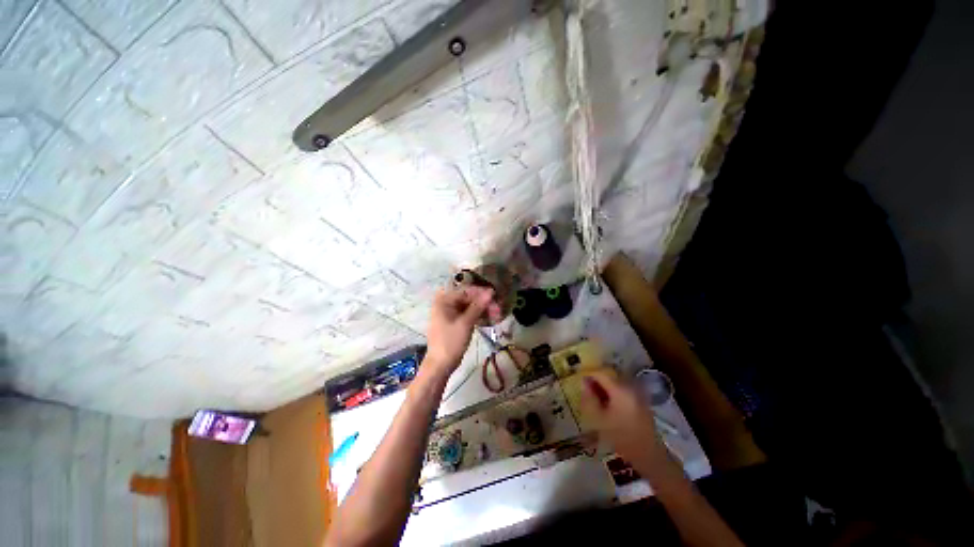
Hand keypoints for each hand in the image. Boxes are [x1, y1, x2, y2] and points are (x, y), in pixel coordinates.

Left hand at [424, 286, 498, 373]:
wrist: (440, 365)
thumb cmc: (451, 342)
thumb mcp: (466, 323)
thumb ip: (478, 306)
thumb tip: (491, 291)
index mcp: (444, 300)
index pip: (465, 290)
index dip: (481, 292)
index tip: (495, 296)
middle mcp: (445, 303)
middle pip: (467, 298)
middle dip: (483, 302)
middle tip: (498, 308)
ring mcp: (449, 313)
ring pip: (468, 306)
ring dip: (482, 309)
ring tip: (496, 314)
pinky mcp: (453, 322)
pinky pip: (467, 314)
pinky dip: (477, 316)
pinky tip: (488, 319)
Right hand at [581, 371, 665, 468]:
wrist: (649, 456)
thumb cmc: (621, 437)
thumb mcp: (599, 419)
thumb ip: (589, 399)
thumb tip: (583, 383)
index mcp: (620, 389)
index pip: (601, 373)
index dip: (588, 375)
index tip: (579, 382)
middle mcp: (630, 387)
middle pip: (609, 377)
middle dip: (596, 382)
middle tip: (586, 391)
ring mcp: (638, 395)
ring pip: (616, 385)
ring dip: (604, 389)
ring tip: (595, 400)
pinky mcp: (641, 403)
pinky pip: (623, 392)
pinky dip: (613, 395)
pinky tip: (608, 407)